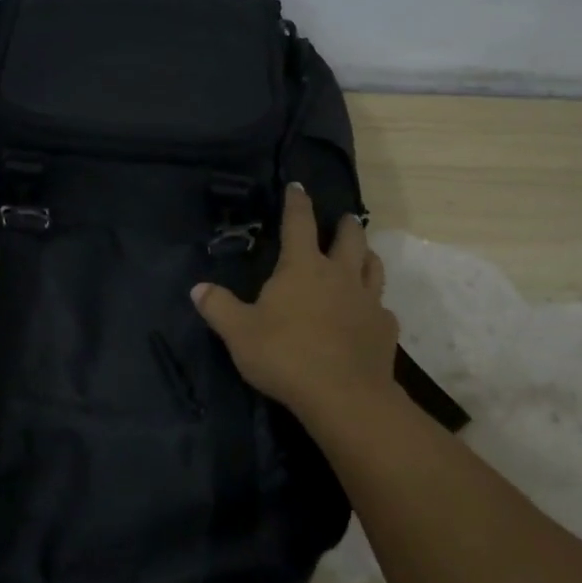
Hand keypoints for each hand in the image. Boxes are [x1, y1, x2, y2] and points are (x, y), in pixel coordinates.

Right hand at [192, 184, 398, 428]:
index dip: (297, 202)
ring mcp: (367, 300)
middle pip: (349, 237)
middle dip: (345, 224)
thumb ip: (218, 308)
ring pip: (373, 266)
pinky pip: (382, 307)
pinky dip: (375, 304)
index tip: (298, 186)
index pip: (299, 222)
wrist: (343, 396)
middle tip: (344, 219)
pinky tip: (370, 313)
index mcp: (302, 267)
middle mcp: (339, 274)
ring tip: (362, 254)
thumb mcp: (239, 334)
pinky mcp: (384, 328)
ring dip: (366, 255)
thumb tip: (198, 288)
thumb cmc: (285, 356)